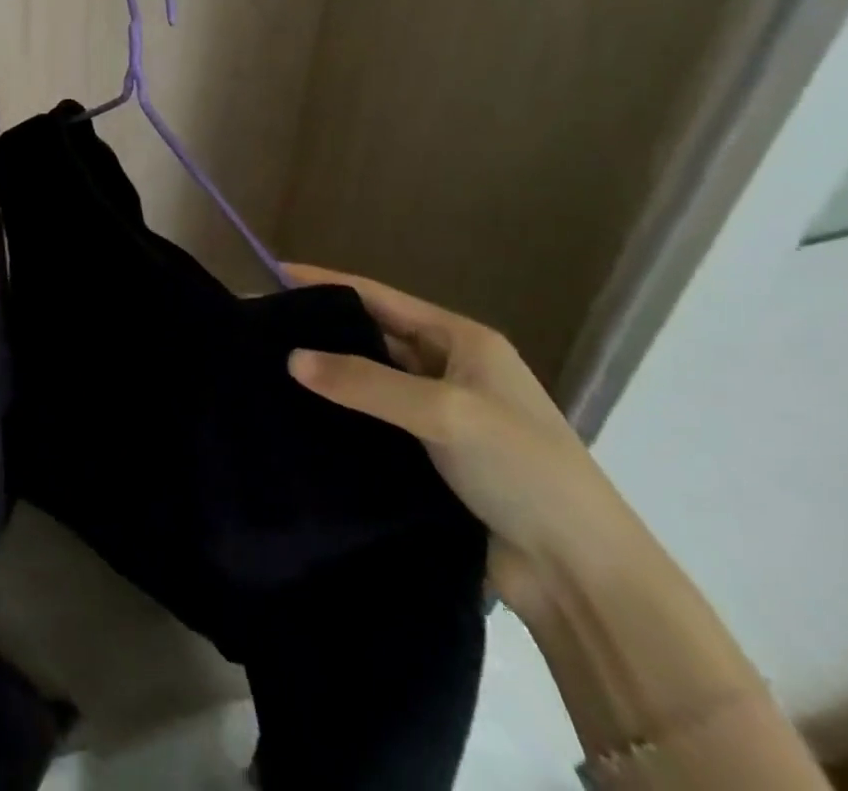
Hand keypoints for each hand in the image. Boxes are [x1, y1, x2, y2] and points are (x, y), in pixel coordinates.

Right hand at [283, 263, 635, 613]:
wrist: (583, 575)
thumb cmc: (523, 470)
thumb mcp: (445, 412)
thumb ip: (365, 382)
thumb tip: (291, 358)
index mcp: (464, 341)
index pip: (381, 297)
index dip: (328, 283)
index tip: (275, 273)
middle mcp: (452, 370)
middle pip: (374, 336)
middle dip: (324, 329)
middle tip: (264, 327)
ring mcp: (444, 416)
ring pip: (372, 381)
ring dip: (331, 376)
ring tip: (270, 369)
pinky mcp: (433, 459)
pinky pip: (376, 422)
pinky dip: (343, 416)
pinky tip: (303, 417)